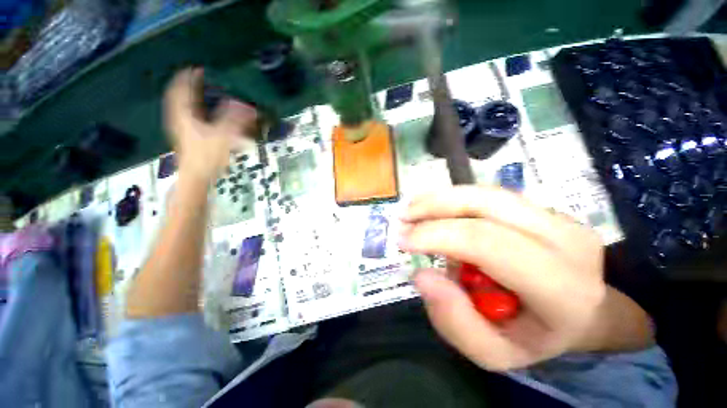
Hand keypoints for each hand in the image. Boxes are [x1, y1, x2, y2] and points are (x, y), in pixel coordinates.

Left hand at [163, 68, 256, 182]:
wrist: (196, 177)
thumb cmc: (206, 156)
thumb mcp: (223, 136)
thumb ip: (235, 120)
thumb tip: (249, 107)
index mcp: (184, 115)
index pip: (182, 90)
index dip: (189, 77)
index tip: (197, 68)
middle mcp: (180, 119)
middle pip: (180, 97)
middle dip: (188, 86)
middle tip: (199, 79)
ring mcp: (182, 129)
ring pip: (184, 108)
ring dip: (192, 99)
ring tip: (202, 94)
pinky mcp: (188, 138)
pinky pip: (190, 119)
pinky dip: (196, 112)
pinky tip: (205, 115)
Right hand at [400, 186, 650, 370]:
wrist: (582, 313)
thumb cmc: (535, 337)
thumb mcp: (493, 352)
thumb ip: (456, 322)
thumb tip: (422, 275)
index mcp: (562, 287)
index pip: (488, 244)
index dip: (437, 235)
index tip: (402, 241)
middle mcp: (566, 239)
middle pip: (486, 205)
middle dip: (434, 207)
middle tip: (402, 218)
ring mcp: (558, 216)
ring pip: (486, 193)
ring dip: (441, 198)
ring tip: (412, 209)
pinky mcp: (542, 207)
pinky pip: (489, 194)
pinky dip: (454, 198)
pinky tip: (433, 206)